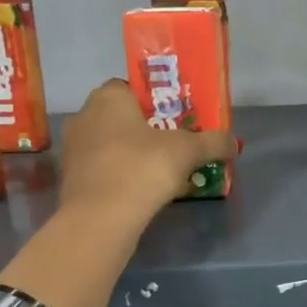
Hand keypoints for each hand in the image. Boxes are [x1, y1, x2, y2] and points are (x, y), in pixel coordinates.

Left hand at [57, 79, 236, 229]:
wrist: (100, 218)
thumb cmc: (142, 168)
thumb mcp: (188, 151)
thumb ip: (214, 143)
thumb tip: (234, 143)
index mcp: (108, 98)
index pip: (131, 88)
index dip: (155, 102)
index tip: (176, 119)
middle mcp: (85, 116)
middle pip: (122, 117)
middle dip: (147, 130)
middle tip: (175, 145)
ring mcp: (73, 149)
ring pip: (112, 145)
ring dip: (134, 155)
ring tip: (163, 172)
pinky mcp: (72, 179)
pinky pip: (103, 169)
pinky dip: (122, 176)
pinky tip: (143, 191)